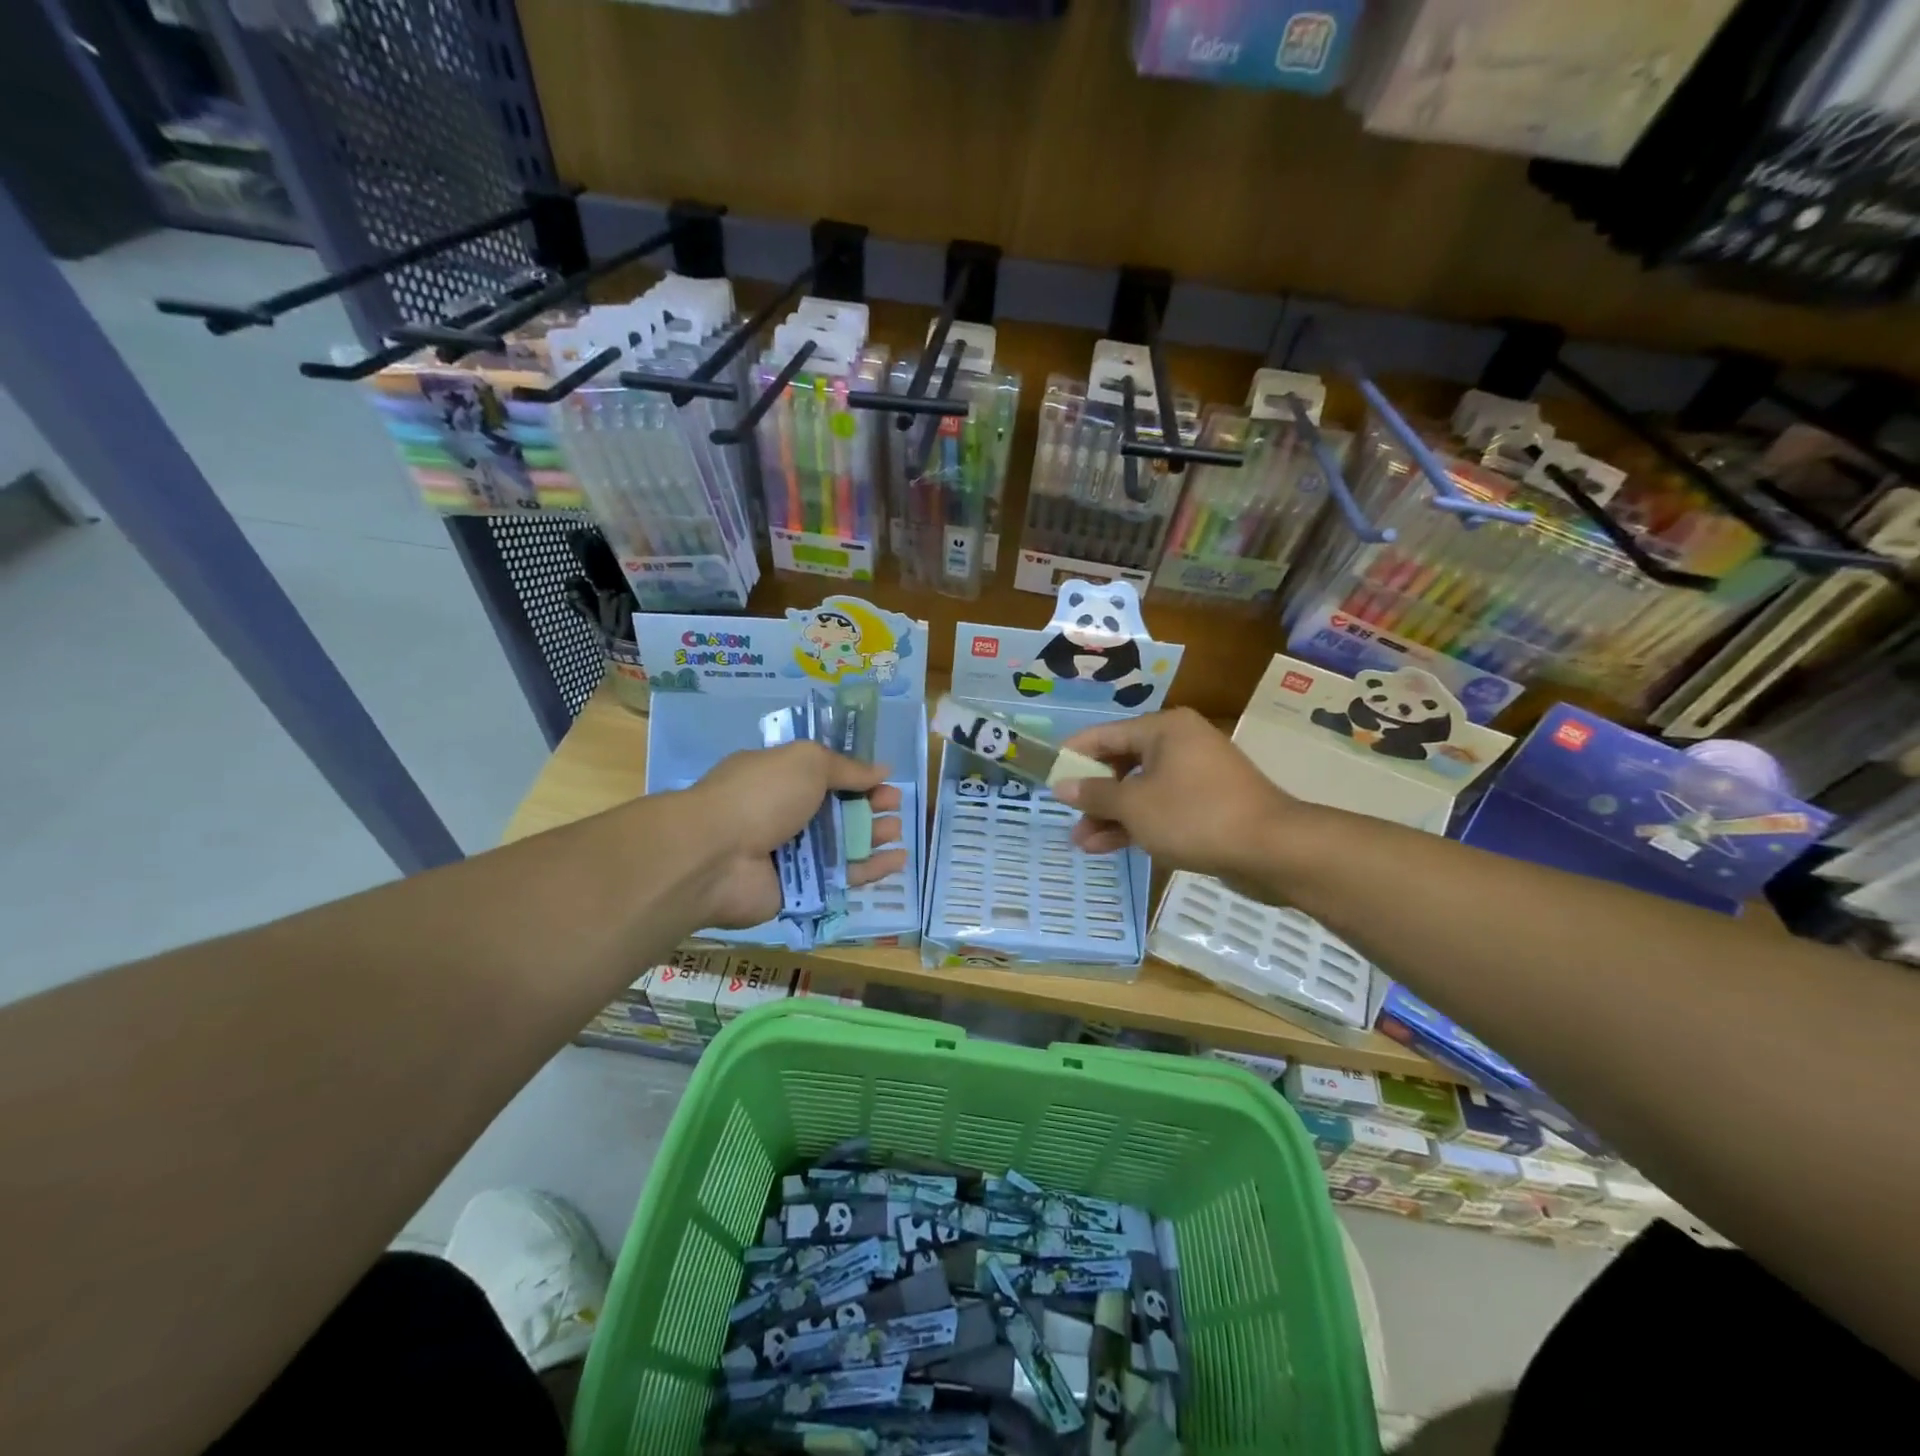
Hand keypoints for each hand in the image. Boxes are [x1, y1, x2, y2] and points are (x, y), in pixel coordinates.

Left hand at [687, 743, 907, 928]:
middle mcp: (783, 815)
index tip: (885, 780)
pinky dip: (870, 870)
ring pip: (841, 846)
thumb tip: (881, 769)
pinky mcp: (800, 889)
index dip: (856, 778)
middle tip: (895, 807)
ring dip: (872, 837)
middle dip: (868, 807)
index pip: (823, 776)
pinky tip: (897, 861)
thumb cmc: (761, 796)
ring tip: (897, 832)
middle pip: (835, 812)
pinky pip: (841, 878)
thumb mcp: (806, 762)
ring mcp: (790, 854)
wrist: (716, 856)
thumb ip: (846, 768)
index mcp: (779, 778)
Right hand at [1053, 709, 1298, 881]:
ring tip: (1082, 843)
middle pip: (1122, 763)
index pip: (1104, 735)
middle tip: (1067, 818)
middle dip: (1093, 795)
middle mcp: (1180, 744)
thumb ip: (1095, 795)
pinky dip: (1138, 824)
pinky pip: (1162, 808)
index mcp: (1163, 729)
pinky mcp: (1207, 804)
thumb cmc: (1195, 816)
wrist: (1272, 849)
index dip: (1073, 756)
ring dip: (1112, 816)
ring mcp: (1196, 775)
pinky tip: (1109, 846)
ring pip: (1141, 790)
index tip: (1048, 777)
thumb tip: (1062, 786)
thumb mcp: (1135, 806)